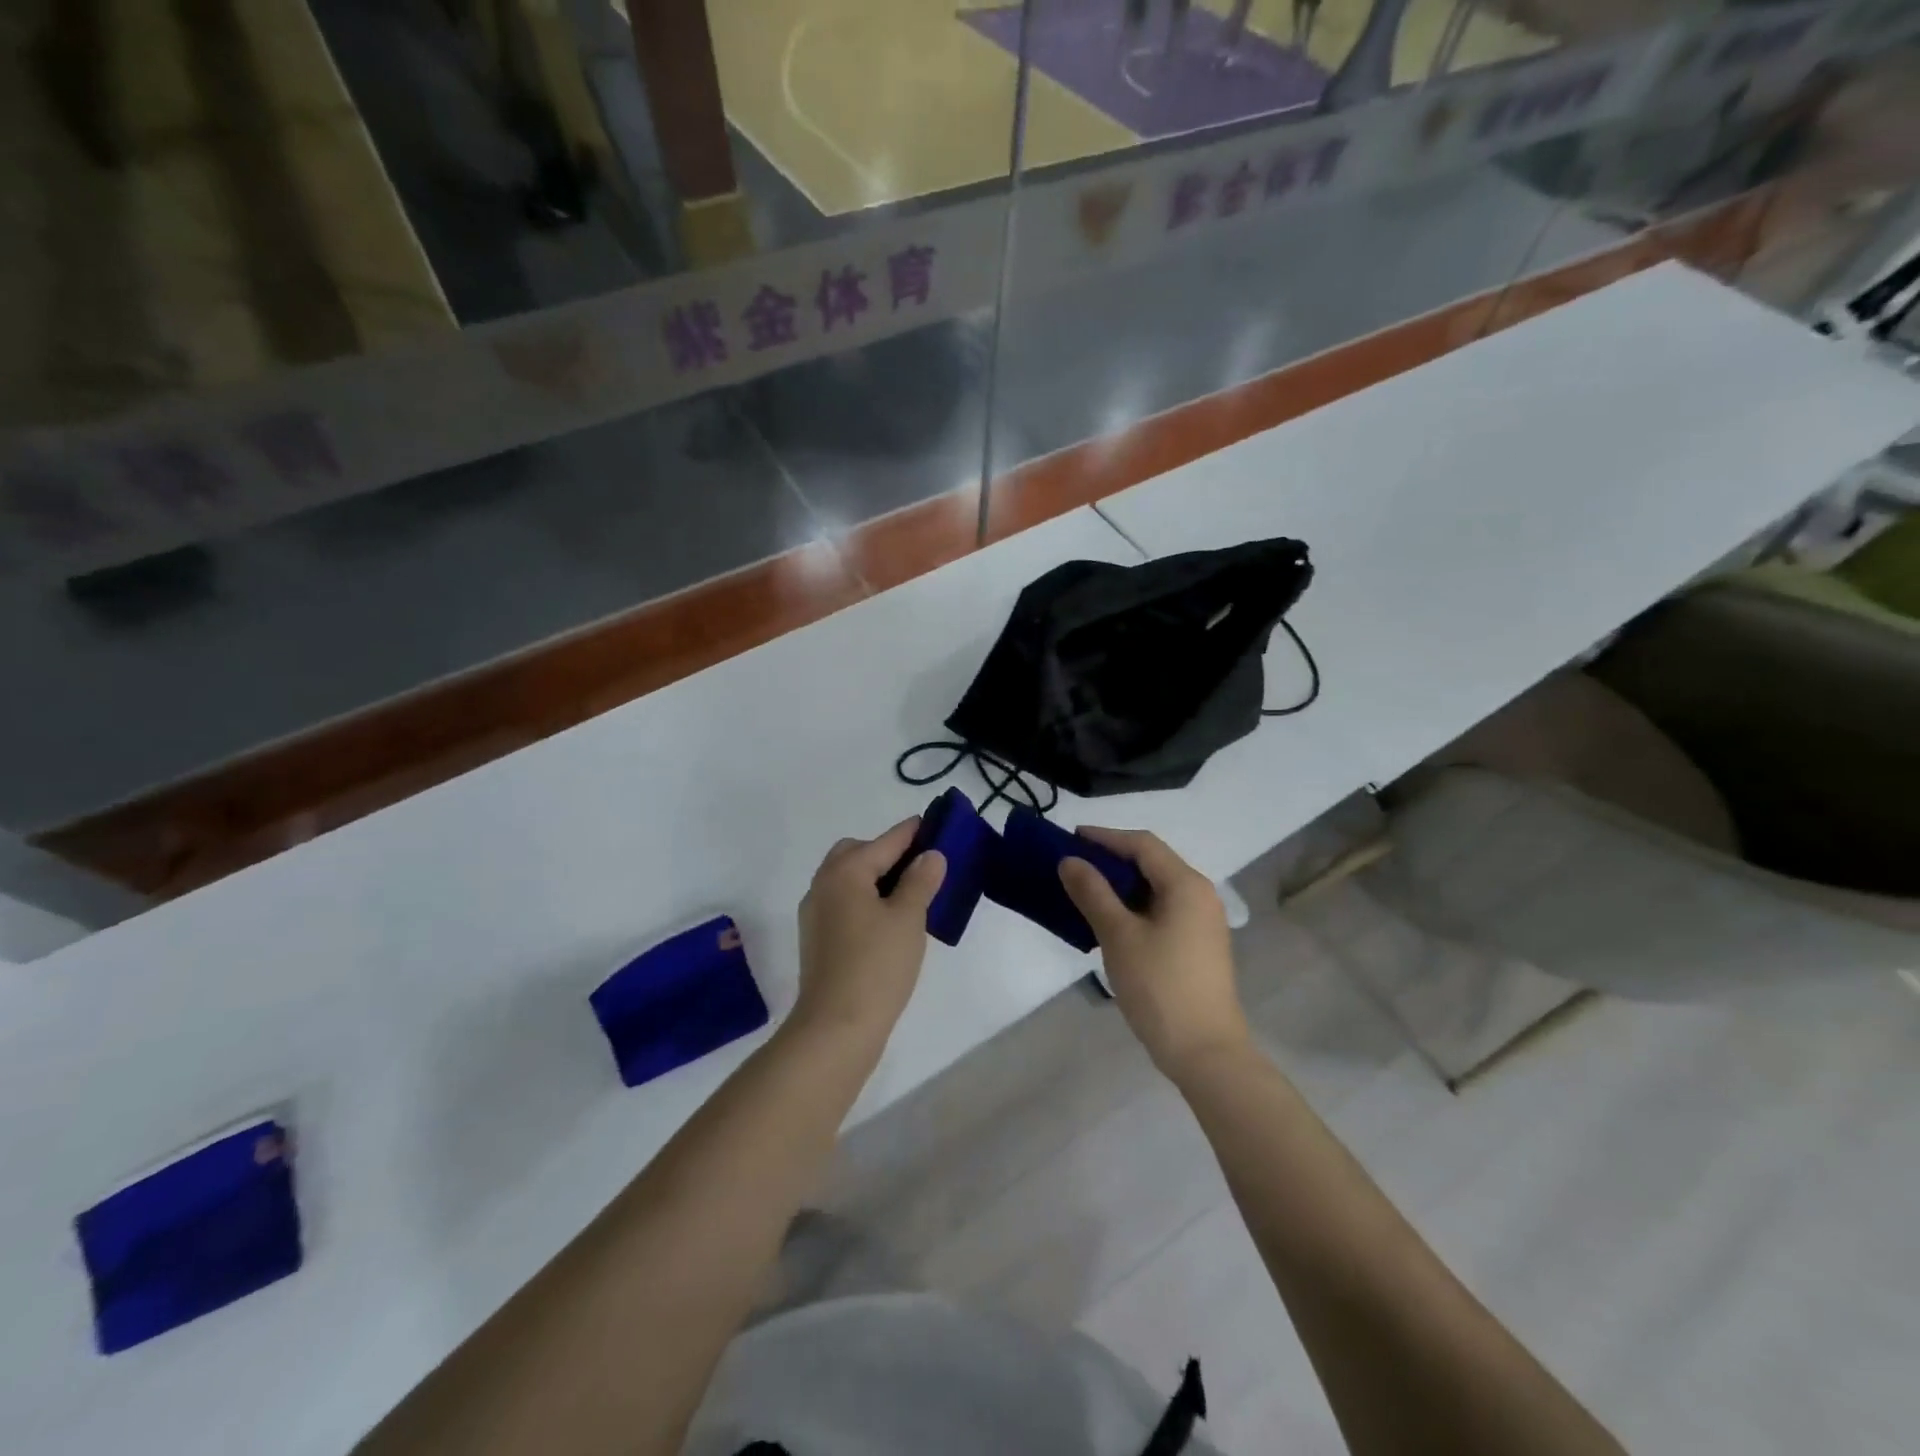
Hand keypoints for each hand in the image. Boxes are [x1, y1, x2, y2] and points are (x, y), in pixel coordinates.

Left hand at [792, 820, 945, 1046]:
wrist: (835, 1027)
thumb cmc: (876, 965)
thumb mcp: (908, 918)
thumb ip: (920, 881)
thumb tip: (930, 855)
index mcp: (845, 871)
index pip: (886, 841)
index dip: (913, 832)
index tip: (936, 823)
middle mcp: (823, 884)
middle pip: (857, 853)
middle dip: (888, 853)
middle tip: (921, 867)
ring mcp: (815, 914)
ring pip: (849, 880)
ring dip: (876, 878)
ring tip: (911, 894)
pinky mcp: (817, 939)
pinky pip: (844, 903)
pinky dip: (866, 900)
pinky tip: (889, 921)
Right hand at [1059, 828, 1251, 1080]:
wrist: (1205, 1051)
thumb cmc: (1160, 986)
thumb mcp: (1118, 935)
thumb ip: (1093, 892)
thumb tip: (1070, 861)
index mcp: (1186, 884)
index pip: (1142, 844)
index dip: (1105, 837)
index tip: (1070, 838)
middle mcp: (1200, 895)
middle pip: (1152, 862)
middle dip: (1111, 859)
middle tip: (1072, 864)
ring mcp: (1203, 921)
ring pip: (1156, 888)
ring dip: (1121, 884)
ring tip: (1084, 890)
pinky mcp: (1198, 945)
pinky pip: (1162, 909)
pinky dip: (1134, 906)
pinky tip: (1109, 920)